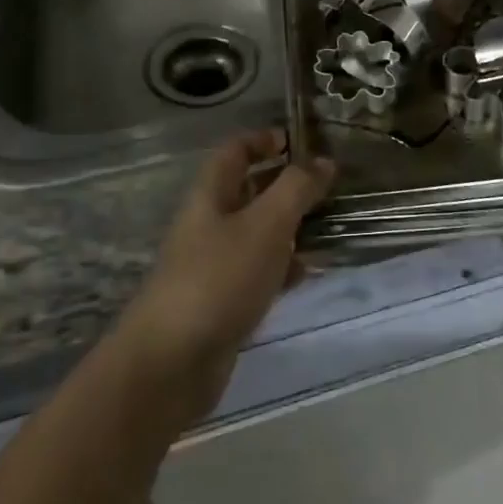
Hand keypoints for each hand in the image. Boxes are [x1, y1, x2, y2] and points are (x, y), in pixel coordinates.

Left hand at [116, 130, 333, 416]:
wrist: (171, 363)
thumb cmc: (219, 278)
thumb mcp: (265, 225)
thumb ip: (296, 189)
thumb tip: (323, 161)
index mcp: (211, 194)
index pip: (234, 151)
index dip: (263, 140)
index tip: (301, 142)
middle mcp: (209, 223)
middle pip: (248, 190)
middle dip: (286, 184)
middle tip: (328, 185)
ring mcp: (214, 264)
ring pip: (258, 232)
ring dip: (290, 226)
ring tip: (330, 225)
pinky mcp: (223, 302)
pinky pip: (259, 272)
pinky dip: (284, 268)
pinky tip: (310, 273)